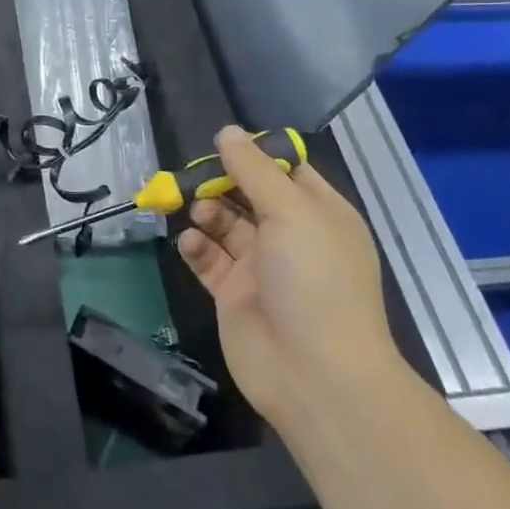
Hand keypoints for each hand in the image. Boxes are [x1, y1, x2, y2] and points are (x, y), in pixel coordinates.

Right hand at [177, 126, 396, 430]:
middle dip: (221, 182)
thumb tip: (227, 132)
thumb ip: (254, 169)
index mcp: (319, 214)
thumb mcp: (290, 212)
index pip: (287, 170)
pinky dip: (196, 246)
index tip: (224, 144)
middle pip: (249, 194)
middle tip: (196, 176)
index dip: (257, 155)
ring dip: (207, 211)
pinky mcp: (233, 294)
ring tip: (197, 212)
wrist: (315, 376)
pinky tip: (190, 242)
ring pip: (225, 224)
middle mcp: (291, 236)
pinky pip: (209, 259)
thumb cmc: (314, 281)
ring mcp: (261, 267)